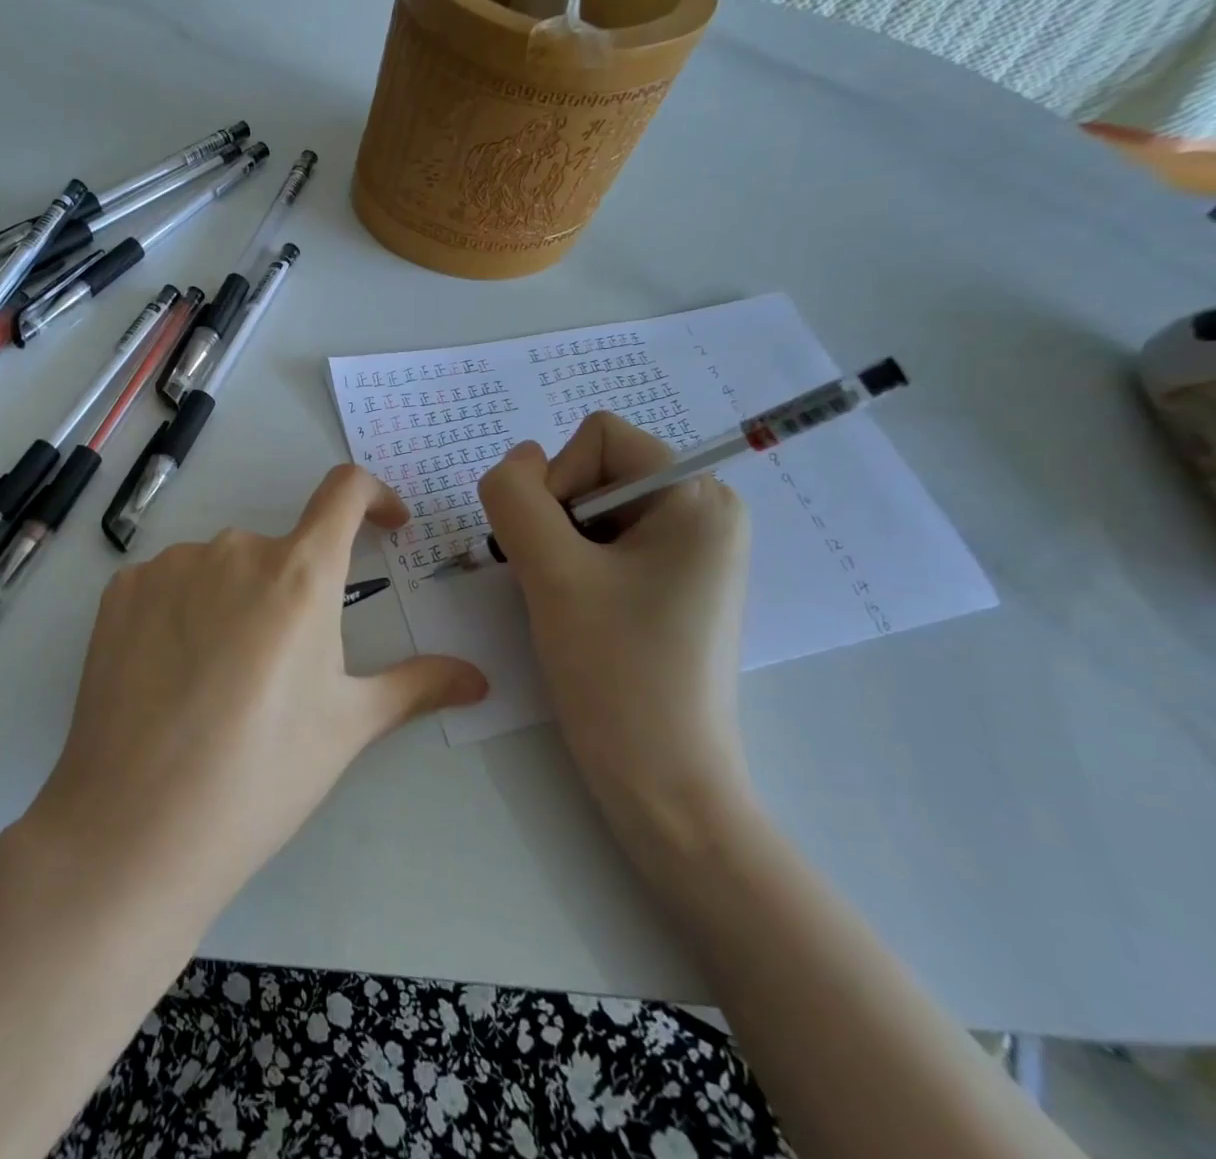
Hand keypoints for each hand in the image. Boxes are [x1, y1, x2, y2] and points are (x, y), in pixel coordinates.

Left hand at [27, 465, 486, 919]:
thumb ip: (417, 685)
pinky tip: (172, 672)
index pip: (345, 490)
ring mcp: (169, 565)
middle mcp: (233, 549)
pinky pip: (168, 583)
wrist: (137, 824)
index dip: (374, 496)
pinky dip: (181, 610)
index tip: (386, 525)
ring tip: (221, 679)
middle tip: (283, 666)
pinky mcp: (121, 589)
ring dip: (235, 601)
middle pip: (280, 550)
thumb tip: (478, 678)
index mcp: (300, 573)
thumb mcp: (347, 727)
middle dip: (295, 590)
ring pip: (221, 568)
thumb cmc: (261, 773)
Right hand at [478, 415, 752, 850]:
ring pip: (589, 507)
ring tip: (564, 600)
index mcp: (698, 497)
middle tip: (555, 580)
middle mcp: (703, 512)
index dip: (557, 480)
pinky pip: (603, 542)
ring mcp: (689, 551)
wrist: (662, 781)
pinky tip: (576, 611)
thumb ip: (517, 496)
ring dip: (557, 545)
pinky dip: (572, 565)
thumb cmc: (615, 671)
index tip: (558, 548)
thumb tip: (515, 460)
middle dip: (555, 516)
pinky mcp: (670, 583)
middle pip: (594, 468)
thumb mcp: (550, 571)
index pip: (598, 436)